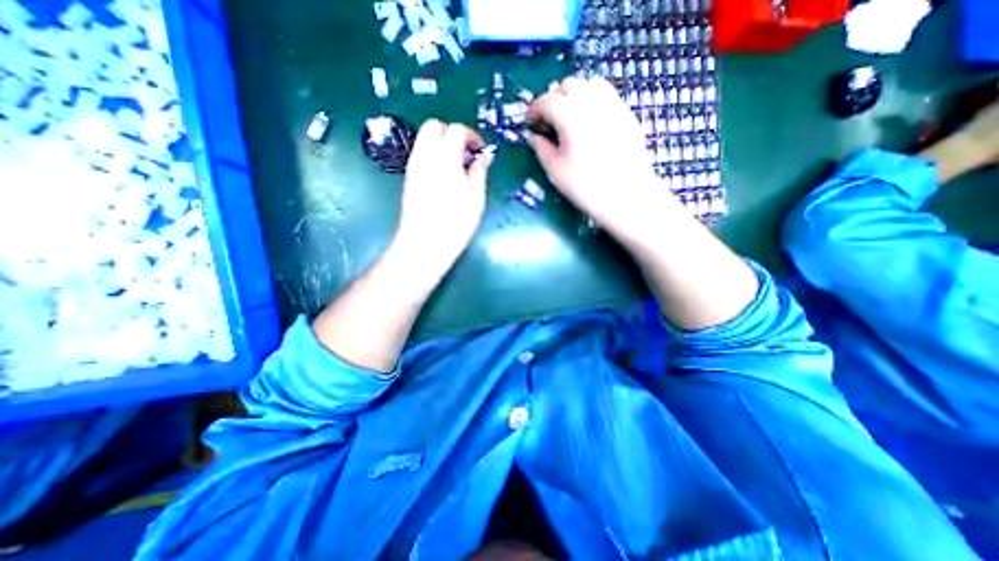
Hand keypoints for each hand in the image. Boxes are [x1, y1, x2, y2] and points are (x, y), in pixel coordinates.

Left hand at [394, 121, 493, 270]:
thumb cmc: (455, 223)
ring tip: (457, 166)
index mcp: (445, 158)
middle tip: (466, 153)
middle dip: (452, 133)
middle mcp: (425, 156)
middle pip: (434, 126)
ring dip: (442, 144)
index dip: (472, 135)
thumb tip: (485, 156)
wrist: (425, 243)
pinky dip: (433, 155)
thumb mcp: (476, 198)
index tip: (480, 150)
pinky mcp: (409, 178)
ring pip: (424, 139)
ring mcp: (414, 166)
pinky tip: (445, 176)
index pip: (456, 129)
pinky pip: (420, 154)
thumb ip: (480, 171)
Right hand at [526, 74, 683, 237]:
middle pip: (568, 85)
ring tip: (569, 117)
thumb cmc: (586, 187)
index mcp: (571, 117)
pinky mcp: (626, 113)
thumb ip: (541, 148)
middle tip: (549, 121)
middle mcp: (592, 103)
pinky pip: (606, 94)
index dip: (534, 109)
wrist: (626, 196)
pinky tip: (589, 120)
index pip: (547, 100)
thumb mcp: (555, 171)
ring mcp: (613, 105)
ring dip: (573, 95)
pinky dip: (592, 99)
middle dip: (553, 99)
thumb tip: (534, 136)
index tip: (530, 122)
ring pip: (589, 84)